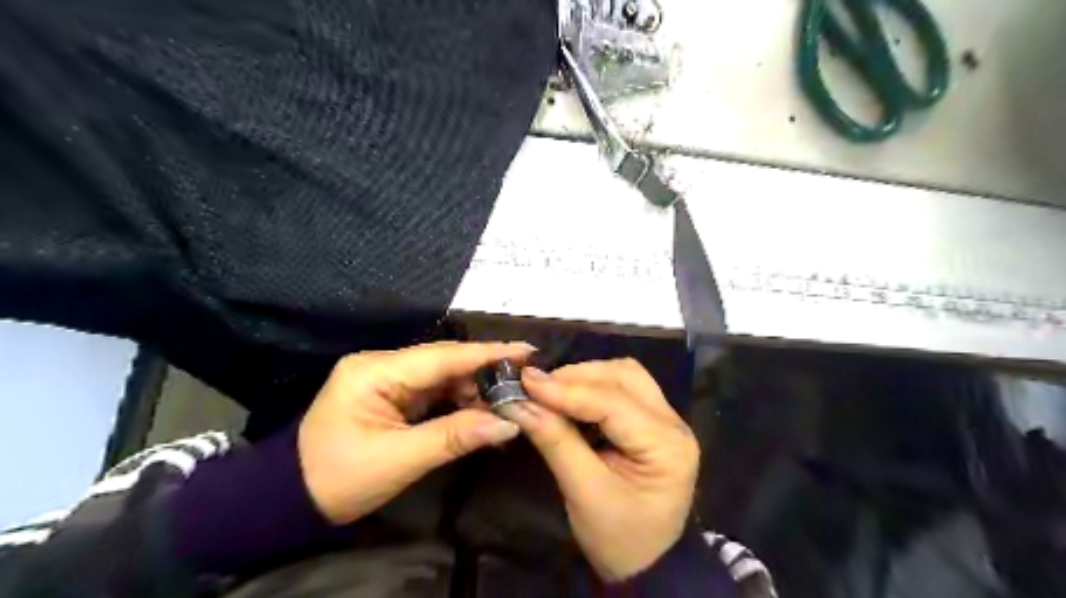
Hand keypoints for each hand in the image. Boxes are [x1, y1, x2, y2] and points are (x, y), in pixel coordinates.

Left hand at [298, 340, 531, 522]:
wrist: (292, 498)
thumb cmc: (339, 478)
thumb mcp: (400, 460)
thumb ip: (456, 436)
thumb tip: (509, 423)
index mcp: (375, 371)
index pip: (442, 357)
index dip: (487, 353)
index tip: (527, 350)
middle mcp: (381, 364)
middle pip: (444, 361)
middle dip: (485, 371)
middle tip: (524, 380)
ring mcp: (385, 377)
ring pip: (442, 374)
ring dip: (474, 387)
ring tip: (508, 400)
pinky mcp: (391, 392)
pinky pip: (433, 389)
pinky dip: (458, 399)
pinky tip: (481, 409)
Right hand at [499, 356, 701, 580]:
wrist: (646, 564)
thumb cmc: (618, 538)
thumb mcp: (584, 493)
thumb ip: (555, 442)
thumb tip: (520, 404)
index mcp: (667, 445)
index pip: (613, 403)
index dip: (566, 390)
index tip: (526, 381)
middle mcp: (673, 422)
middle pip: (624, 376)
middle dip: (577, 377)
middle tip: (537, 388)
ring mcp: (666, 419)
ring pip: (624, 376)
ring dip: (585, 378)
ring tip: (551, 392)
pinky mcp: (652, 421)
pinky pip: (622, 389)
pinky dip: (592, 388)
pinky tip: (569, 400)